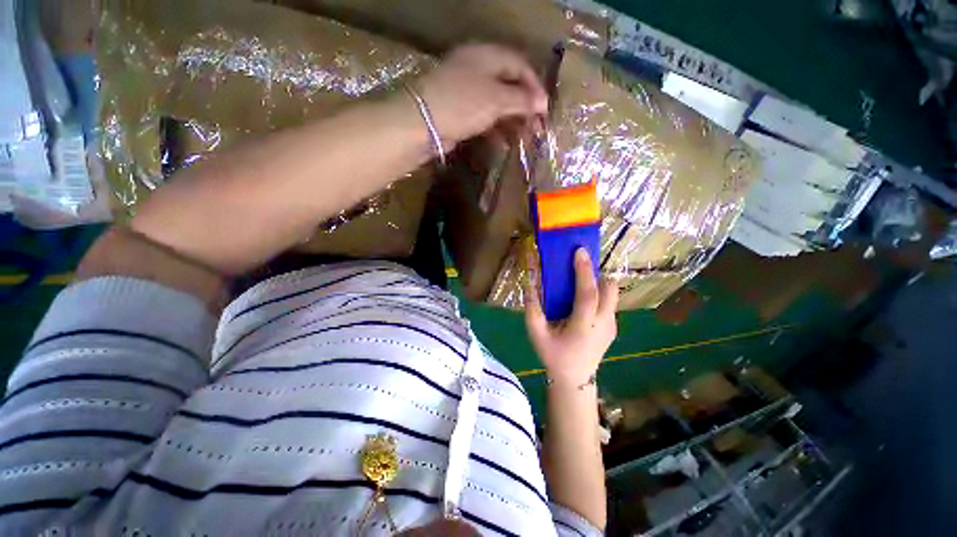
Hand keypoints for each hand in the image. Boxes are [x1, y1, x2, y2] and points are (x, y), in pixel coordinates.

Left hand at [416, 44, 548, 149]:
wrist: (423, 123)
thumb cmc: (463, 103)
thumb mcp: (496, 98)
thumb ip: (521, 99)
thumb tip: (542, 103)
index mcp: (486, 56)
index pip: (519, 65)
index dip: (535, 87)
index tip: (544, 110)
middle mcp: (477, 70)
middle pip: (508, 86)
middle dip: (524, 108)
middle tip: (536, 129)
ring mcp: (466, 92)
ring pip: (497, 105)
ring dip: (512, 122)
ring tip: (523, 140)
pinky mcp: (459, 113)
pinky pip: (484, 119)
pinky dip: (496, 130)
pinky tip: (504, 144)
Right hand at [525, 248, 618, 388]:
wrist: (575, 379)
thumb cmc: (553, 355)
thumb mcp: (536, 334)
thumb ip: (532, 309)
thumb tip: (529, 282)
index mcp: (583, 326)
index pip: (588, 294)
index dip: (584, 272)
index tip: (579, 252)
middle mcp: (603, 324)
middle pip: (609, 289)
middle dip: (596, 274)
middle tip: (578, 269)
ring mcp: (612, 326)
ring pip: (612, 294)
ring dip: (598, 283)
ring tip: (580, 285)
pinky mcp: (614, 327)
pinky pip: (610, 302)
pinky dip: (599, 295)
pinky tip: (583, 303)